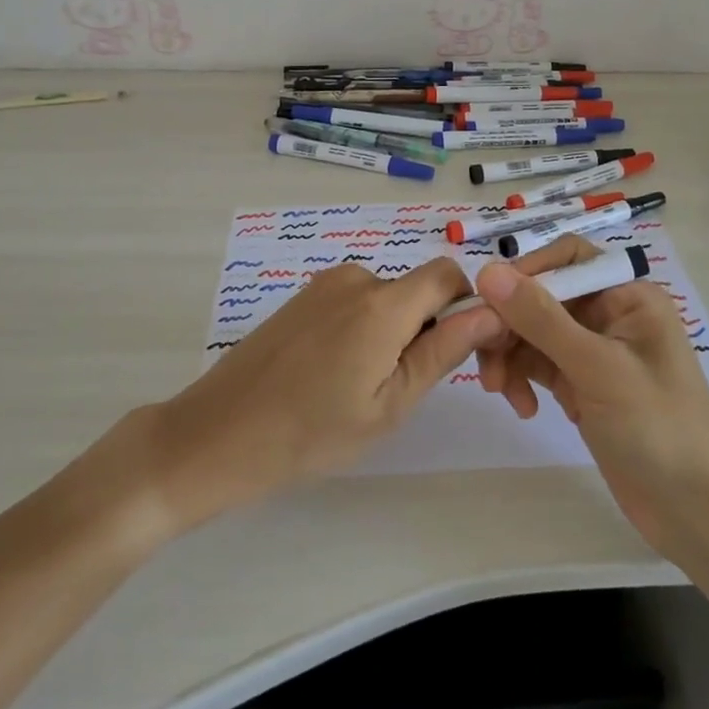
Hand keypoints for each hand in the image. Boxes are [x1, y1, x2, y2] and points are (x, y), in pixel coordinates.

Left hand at [133, 259, 495, 531]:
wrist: (216, 434)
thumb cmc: (310, 433)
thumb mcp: (389, 405)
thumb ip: (443, 352)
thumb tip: (492, 312)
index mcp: (383, 303)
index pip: (447, 273)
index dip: (466, 305)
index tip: (462, 352)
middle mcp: (356, 278)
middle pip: (416, 291)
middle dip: (426, 329)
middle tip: (403, 390)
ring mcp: (324, 285)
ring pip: (386, 300)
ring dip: (392, 333)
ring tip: (362, 389)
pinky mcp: (303, 297)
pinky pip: (355, 302)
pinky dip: (363, 330)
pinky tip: (334, 375)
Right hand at [462, 235, 708, 561]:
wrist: (696, 512)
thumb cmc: (658, 427)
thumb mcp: (598, 368)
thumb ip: (541, 319)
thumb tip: (488, 272)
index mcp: (626, 294)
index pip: (565, 259)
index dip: (524, 274)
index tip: (487, 303)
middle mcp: (609, 313)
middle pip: (542, 297)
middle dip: (510, 324)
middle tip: (484, 358)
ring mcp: (594, 350)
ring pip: (533, 332)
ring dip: (510, 355)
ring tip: (500, 391)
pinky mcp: (582, 384)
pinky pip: (538, 364)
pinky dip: (523, 378)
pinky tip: (523, 407)